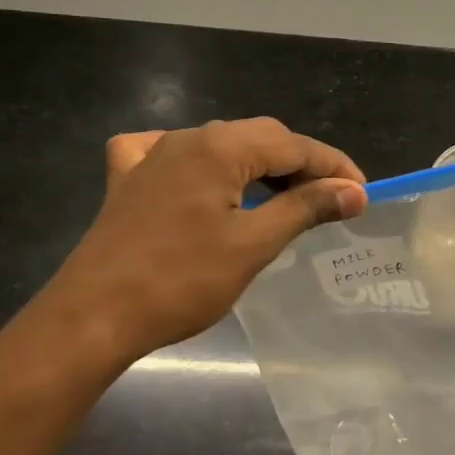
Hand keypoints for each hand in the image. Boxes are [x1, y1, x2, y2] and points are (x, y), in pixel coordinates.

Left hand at [15, 117, 365, 382]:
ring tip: (284, 198)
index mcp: (220, 147)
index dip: (333, 166)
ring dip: (258, 166)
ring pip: (221, 146)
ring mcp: (152, 156)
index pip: (293, 145)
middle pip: (259, 137)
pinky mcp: (128, 180)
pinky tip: (202, 180)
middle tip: (329, 201)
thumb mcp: (253, 244)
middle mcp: (187, 138)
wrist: (92, 317)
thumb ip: (306, 208)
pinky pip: (172, 155)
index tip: (362, 193)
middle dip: (300, 165)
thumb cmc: (180, 282)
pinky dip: (201, 165)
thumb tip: (353, 191)